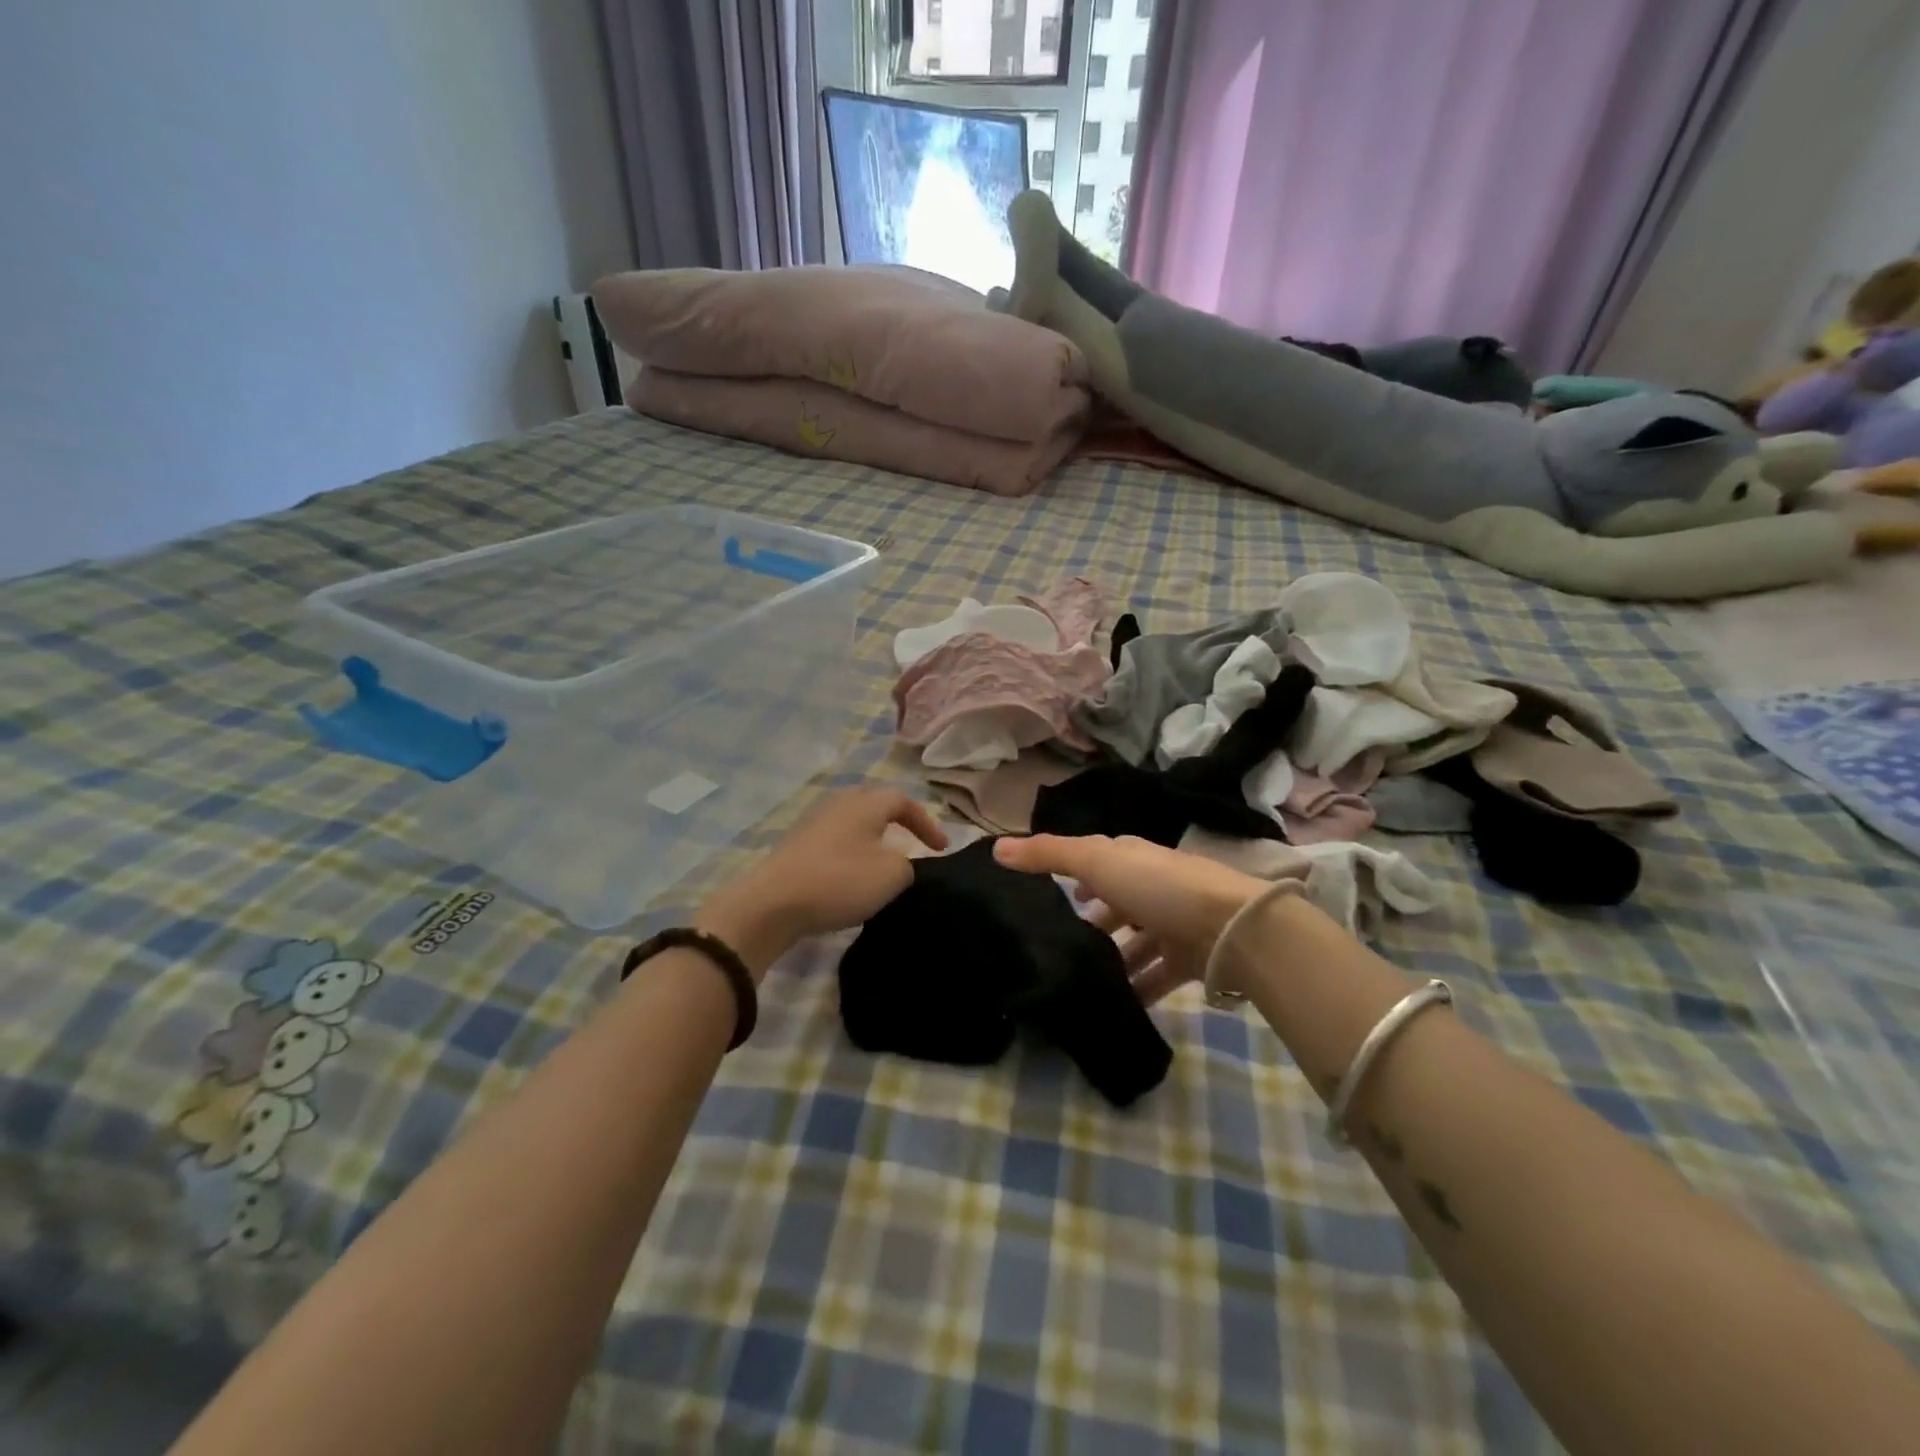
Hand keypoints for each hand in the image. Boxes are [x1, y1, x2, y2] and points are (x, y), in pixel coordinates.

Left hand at [699, 789, 947, 976]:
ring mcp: (812, 823)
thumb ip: (906, 864)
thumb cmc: (839, 881)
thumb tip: (897, 863)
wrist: (772, 903)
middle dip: (894, 821)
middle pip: (872, 804)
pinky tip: (849, 876)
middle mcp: (837, 804)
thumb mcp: (891, 875)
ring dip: (870, 839)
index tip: (941, 849)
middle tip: (909, 841)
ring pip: (851, 823)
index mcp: (864, 804)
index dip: (927, 823)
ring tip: (881, 862)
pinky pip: (832, 841)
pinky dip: (849, 853)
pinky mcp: (794, 846)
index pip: (903, 801)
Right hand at [994, 834, 1264, 1004]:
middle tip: (1059, 949)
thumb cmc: (1160, 887)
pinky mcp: (1190, 960)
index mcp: (1132, 859)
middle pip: (1117, 905)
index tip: (1050, 898)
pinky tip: (1115, 1005)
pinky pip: (1156, 976)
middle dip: (1093, 923)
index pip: (1098, 863)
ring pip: (1135, 944)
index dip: (1076, 876)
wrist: (1234, 929)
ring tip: (1081, 983)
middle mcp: (1153, 887)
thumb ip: (1048, 855)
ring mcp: (1174, 924)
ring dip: (1113, 960)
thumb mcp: (1096, 862)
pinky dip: (1138, 989)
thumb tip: (997, 848)